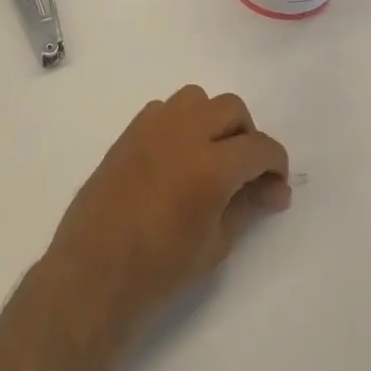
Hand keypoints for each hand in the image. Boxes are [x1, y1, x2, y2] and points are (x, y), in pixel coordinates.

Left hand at [46, 86, 289, 337]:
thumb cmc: (160, 269)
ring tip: (210, 156)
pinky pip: (165, 108)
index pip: (259, 147)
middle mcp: (185, 133)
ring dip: (212, 120)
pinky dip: (181, 122)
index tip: (276, 185)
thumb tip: (275, 189)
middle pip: (231, 108)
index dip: (275, 163)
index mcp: (211, 165)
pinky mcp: (130, 131)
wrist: (94, 271)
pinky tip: (176, 156)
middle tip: (244, 172)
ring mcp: (153, 127)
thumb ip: (248, 206)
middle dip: (247, 135)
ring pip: (197, 98)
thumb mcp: (216, 244)